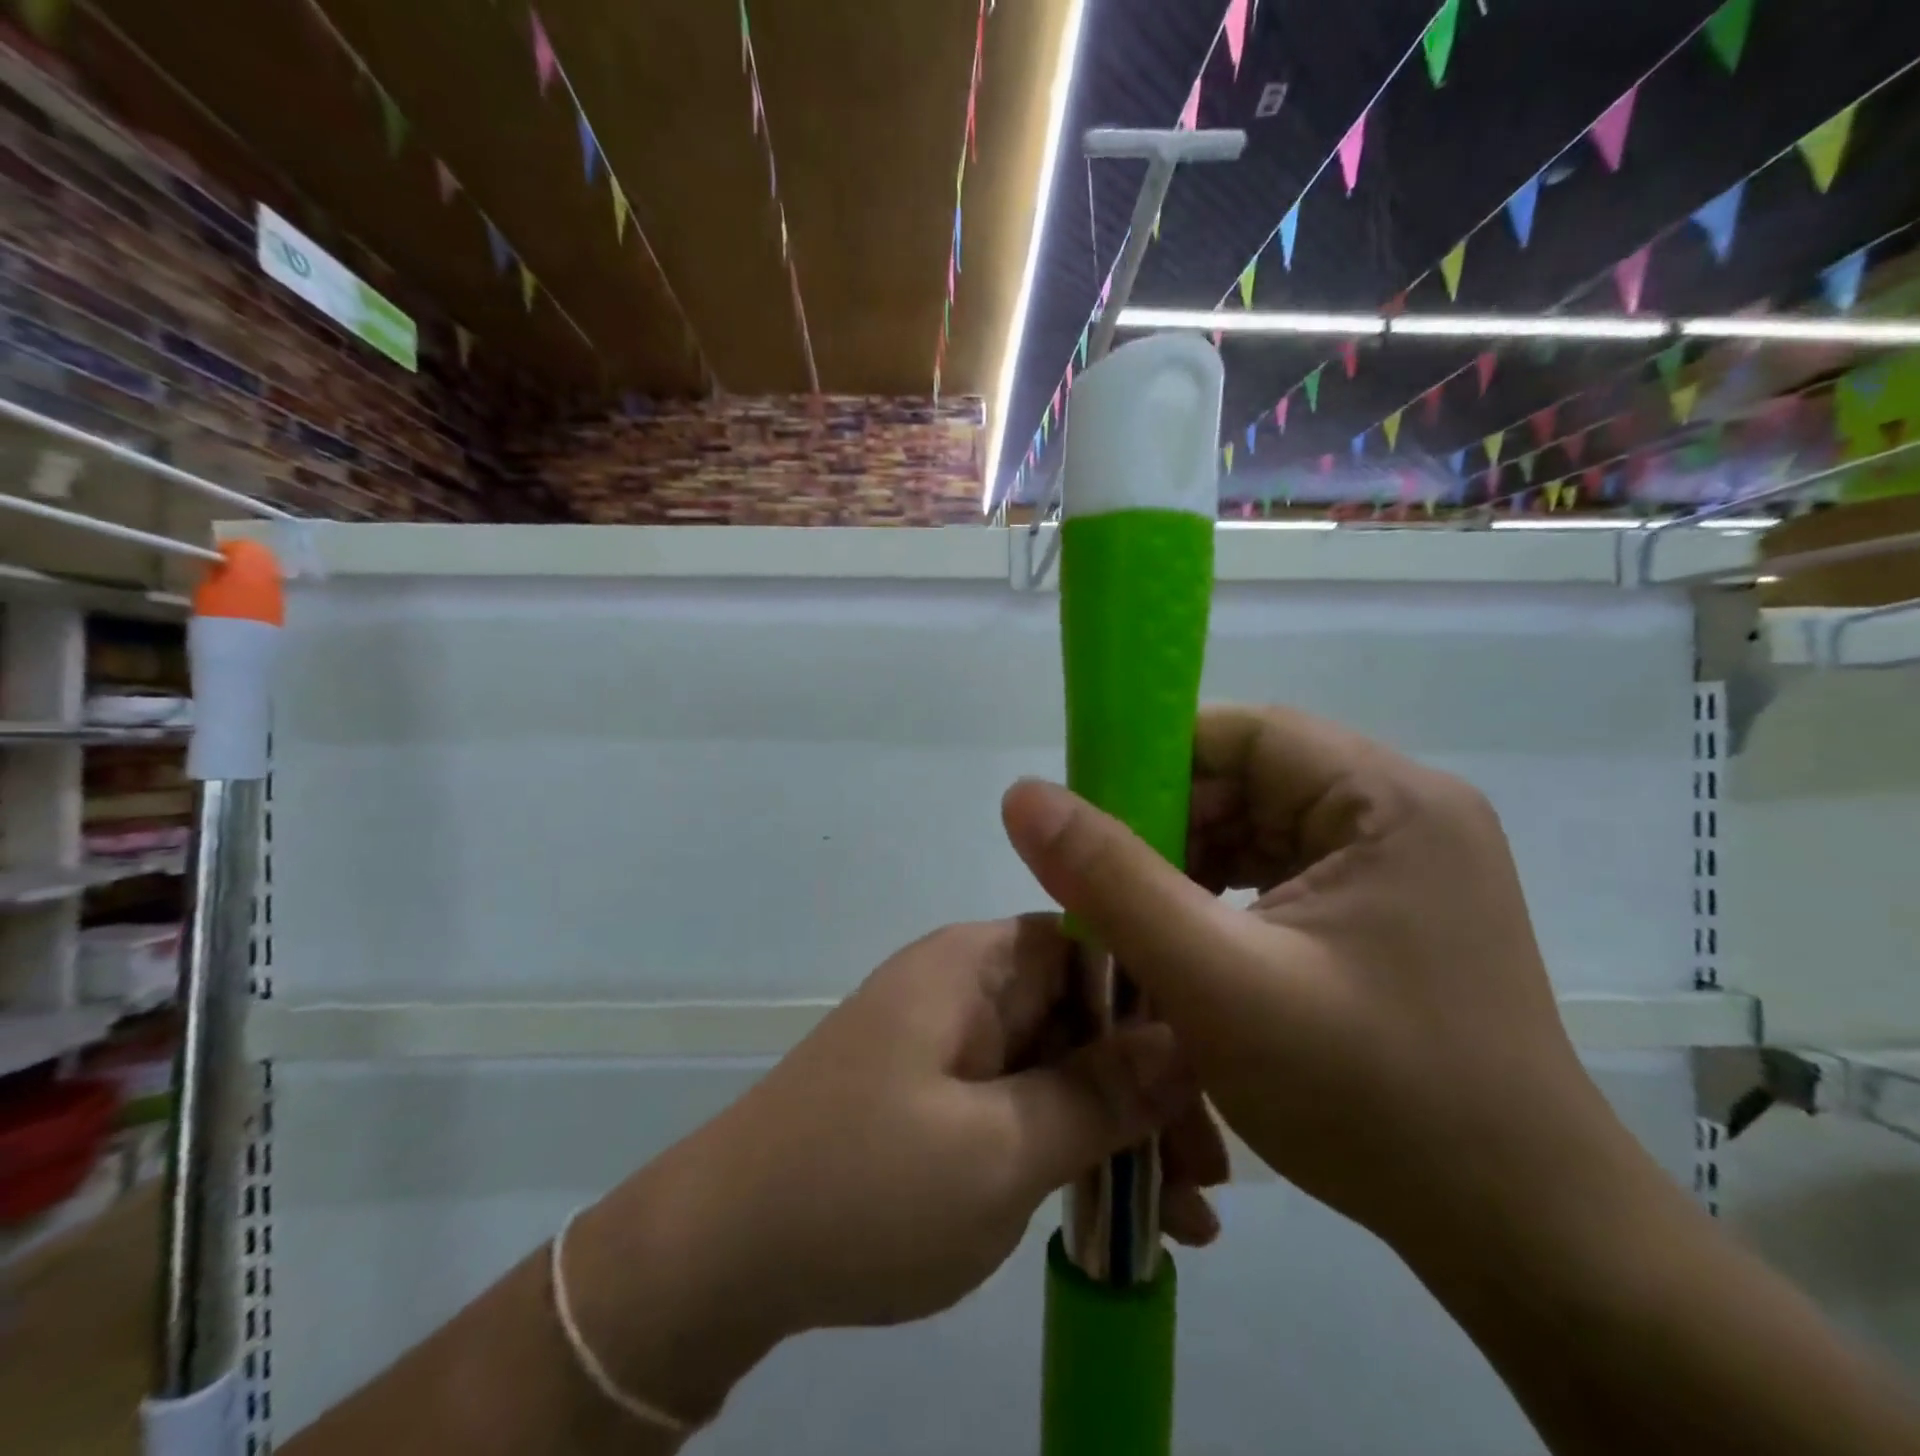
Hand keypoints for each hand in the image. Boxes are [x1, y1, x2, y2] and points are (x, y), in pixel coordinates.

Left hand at [567, 916, 1225, 1421]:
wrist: (723, 1255)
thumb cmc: (867, 1185)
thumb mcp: (1001, 1148)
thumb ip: (1099, 1092)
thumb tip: (1188, 1037)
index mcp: (974, 964)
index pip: (1090, 943)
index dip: (1158, 1000)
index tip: (1217, 1075)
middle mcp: (964, 987)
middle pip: (1081, 1011)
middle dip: (1149, 1084)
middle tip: (1208, 1171)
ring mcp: (950, 1043)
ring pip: (1059, 1063)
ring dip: (1120, 1128)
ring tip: (1188, 1214)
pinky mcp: (939, 1095)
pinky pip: (1024, 1102)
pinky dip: (1072, 1148)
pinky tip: (1125, 1215)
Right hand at [1000, 704, 1633, 1256]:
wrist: (1518, 1238)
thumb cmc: (1372, 1098)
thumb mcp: (1216, 980)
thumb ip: (1110, 880)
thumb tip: (1022, 795)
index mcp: (1389, 800)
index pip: (1246, 734)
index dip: (1155, 761)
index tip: (1086, 815)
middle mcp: (1404, 815)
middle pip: (1251, 780)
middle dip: (1167, 825)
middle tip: (1100, 886)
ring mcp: (1403, 867)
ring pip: (1260, 830)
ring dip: (1188, 866)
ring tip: (1135, 921)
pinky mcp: (1390, 914)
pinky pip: (1282, 875)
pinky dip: (1223, 898)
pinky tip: (1188, 944)